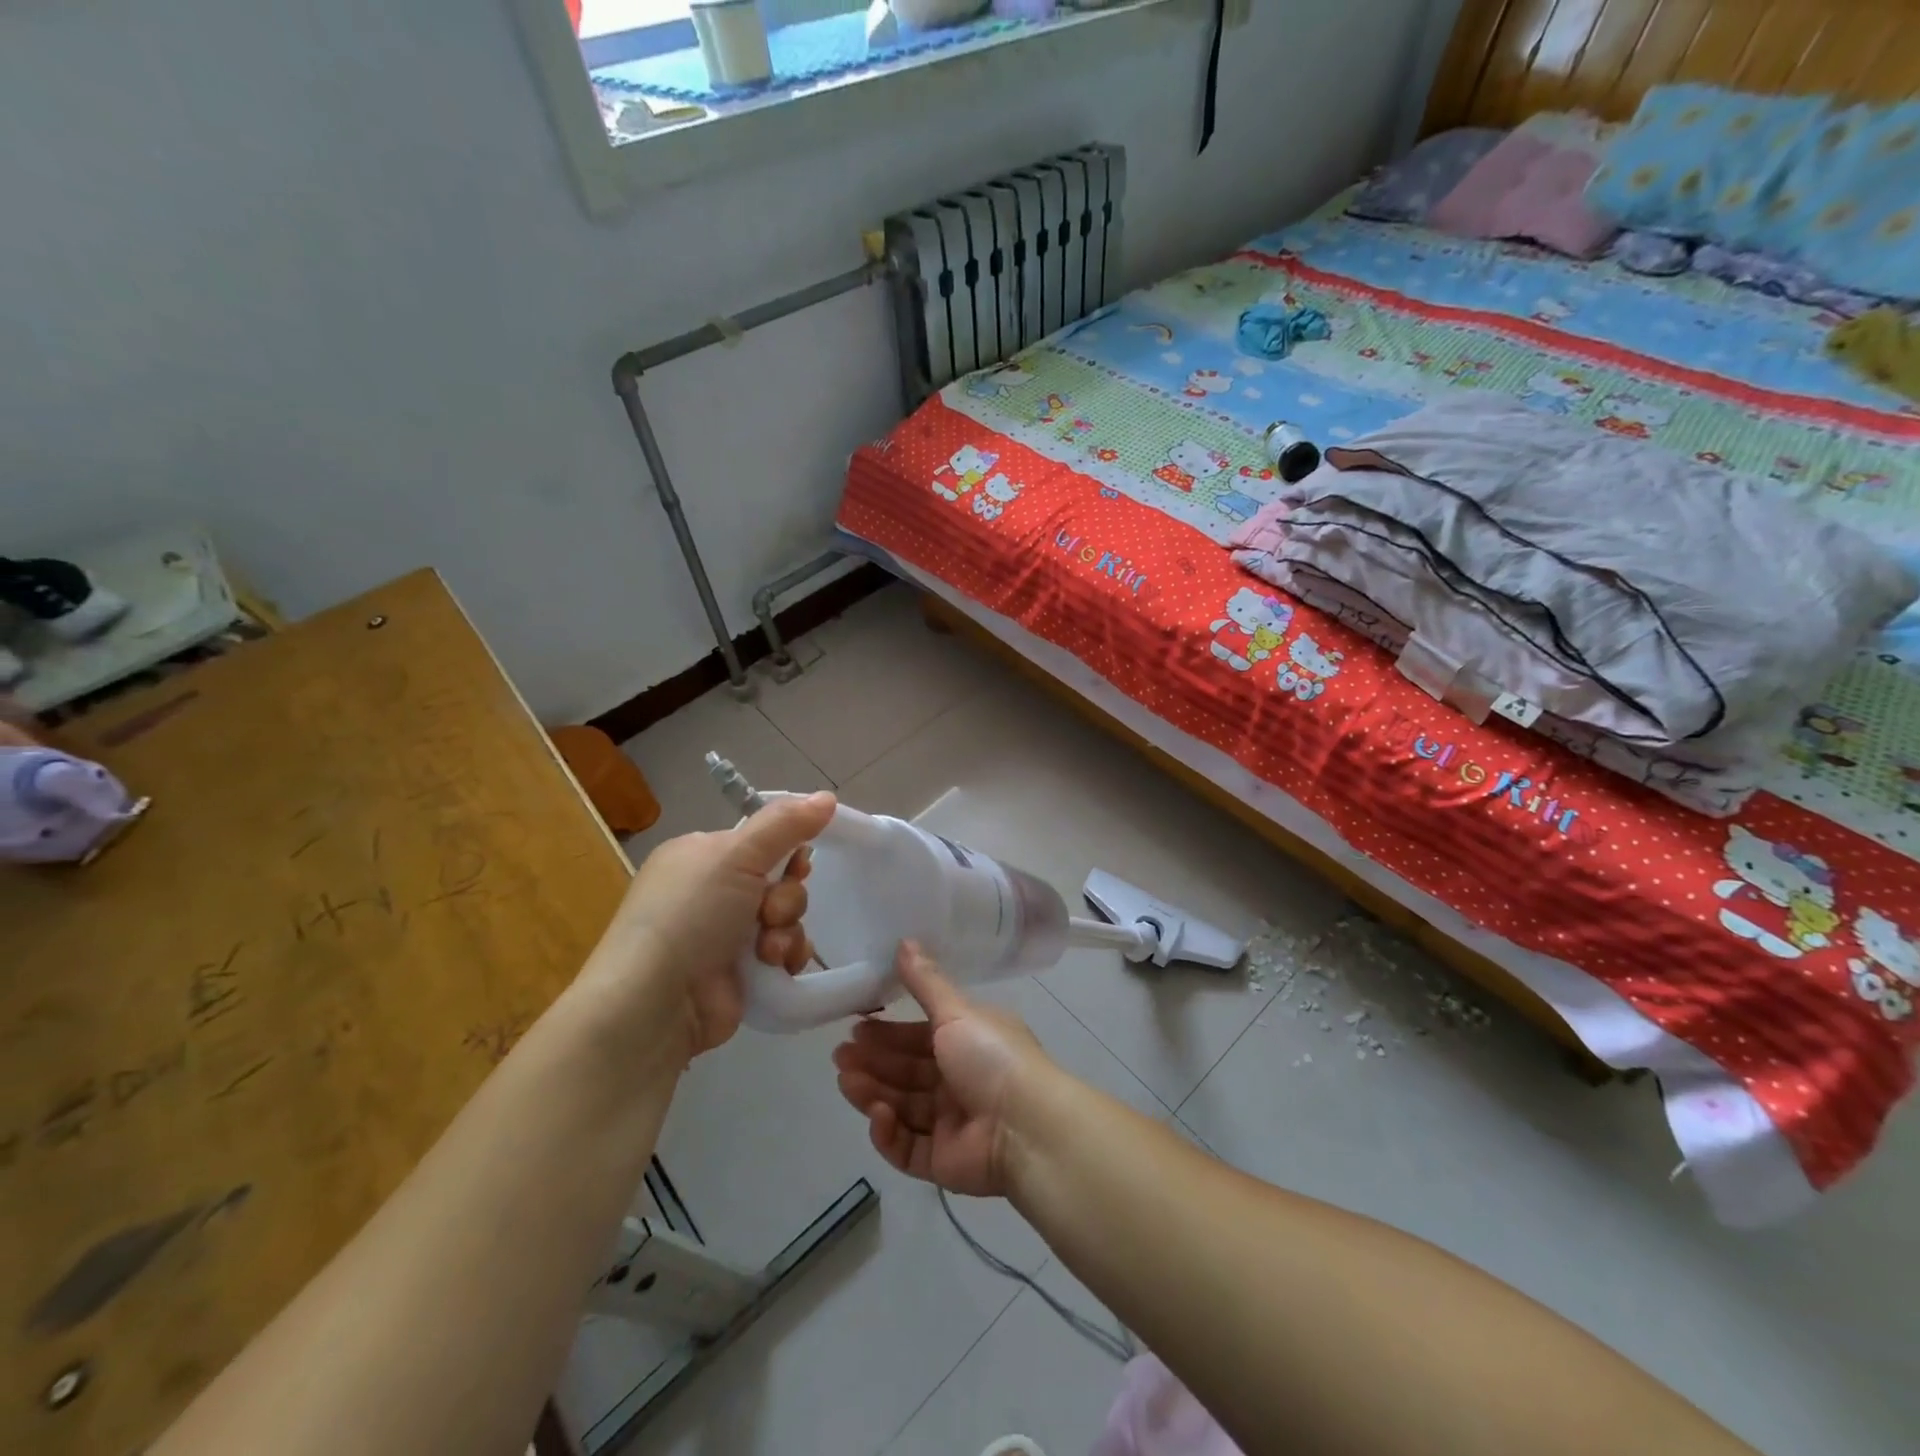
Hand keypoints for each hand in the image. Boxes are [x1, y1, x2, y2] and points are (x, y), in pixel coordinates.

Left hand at [582, 792, 836, 1059]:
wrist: (657, 1001)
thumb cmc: (690, 914)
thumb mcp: (737, 855)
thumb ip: (786, 823)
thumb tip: (828, 795)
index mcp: (702, 856)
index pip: (761, 840)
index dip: (787, 850)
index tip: (798, 860)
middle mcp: (713, 892)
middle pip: (780, 879)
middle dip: (786, 896)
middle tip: (769, 911)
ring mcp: (725, 935)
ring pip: (786, 917)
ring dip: (785, 929)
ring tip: (766, 949)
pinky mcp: (741, 972)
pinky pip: (785, 951)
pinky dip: (786, 956)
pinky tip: (774, 966)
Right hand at [831, 943, 1051, 1196]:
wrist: (1025, 1127)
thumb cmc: (991, 1057)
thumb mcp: (956, 1011)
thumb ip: (925, 981)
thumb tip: (904, 940)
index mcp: (969, 1042)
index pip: (920, 1037)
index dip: (889, 1033)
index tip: (857, 1027)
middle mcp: (961, 1080)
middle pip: (907, 1072)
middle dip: (874, 1062)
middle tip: (840, 1055)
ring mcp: (952, 1122)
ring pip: (903, 1106)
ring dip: (873, 1092)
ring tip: (846, 1080)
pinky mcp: (943, 1161)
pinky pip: (908, 1146)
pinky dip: (889, 1132)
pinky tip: (877, 1114)